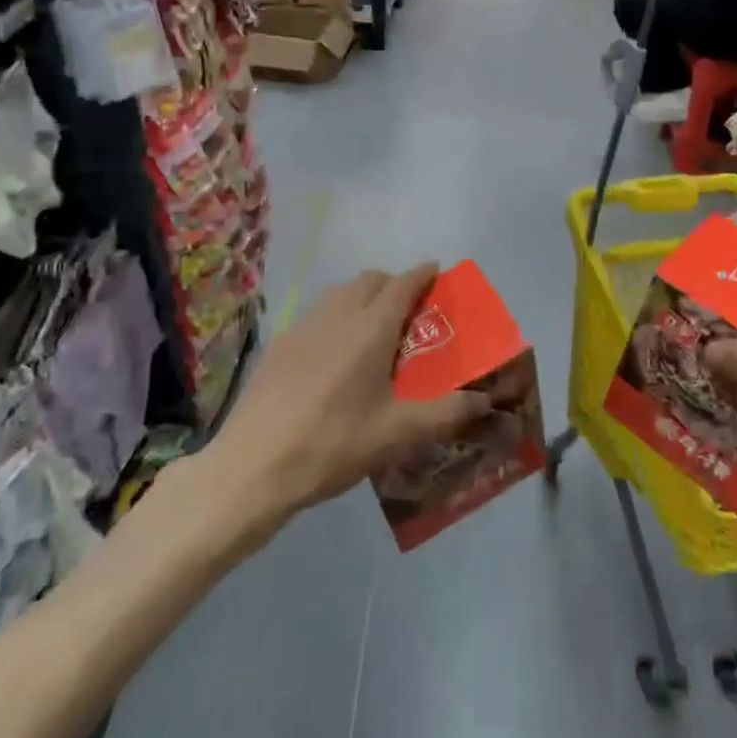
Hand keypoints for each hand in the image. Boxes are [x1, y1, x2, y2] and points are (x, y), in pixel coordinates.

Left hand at [207, 264, 489, 522]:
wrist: (253, 466)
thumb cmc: (333, 444)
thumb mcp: (397, 434)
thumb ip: (445, 413)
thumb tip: (484, 401)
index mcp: (371, 328)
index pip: (403, 283)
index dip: (422, 274)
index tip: (436, 271)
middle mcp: (338, 314)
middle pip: (370, 280)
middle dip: (393, 284)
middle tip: (408, 310)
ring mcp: (303, 326)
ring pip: (340, 293)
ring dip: (362, 297)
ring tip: (372, 330)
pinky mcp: (279, 344)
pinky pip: (316, 314)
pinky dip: (335, 317)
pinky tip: (332, 355)